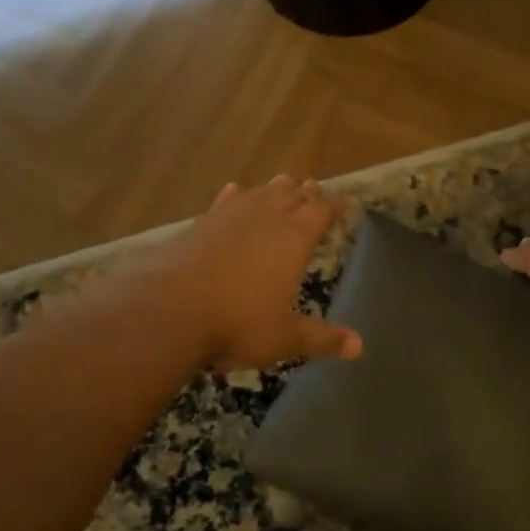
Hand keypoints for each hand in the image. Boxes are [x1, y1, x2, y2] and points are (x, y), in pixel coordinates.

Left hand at [146, 177, 361, 370]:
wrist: (169, 311)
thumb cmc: (237, 323)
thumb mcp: (285, 337)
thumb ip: (323, 339)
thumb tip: (360, 346)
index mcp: (293, 239)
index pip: (321, 210)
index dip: (334, 205)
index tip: (344, 205)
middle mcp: (265, 219)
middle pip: (291, 195)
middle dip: (306, 193)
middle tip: (314, 190)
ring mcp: (229, 218)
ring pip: (259, 193)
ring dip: (274, 190)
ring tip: (284, 184)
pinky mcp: (200, 225)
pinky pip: (224, 202)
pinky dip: (235, 196)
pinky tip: (235, 190)